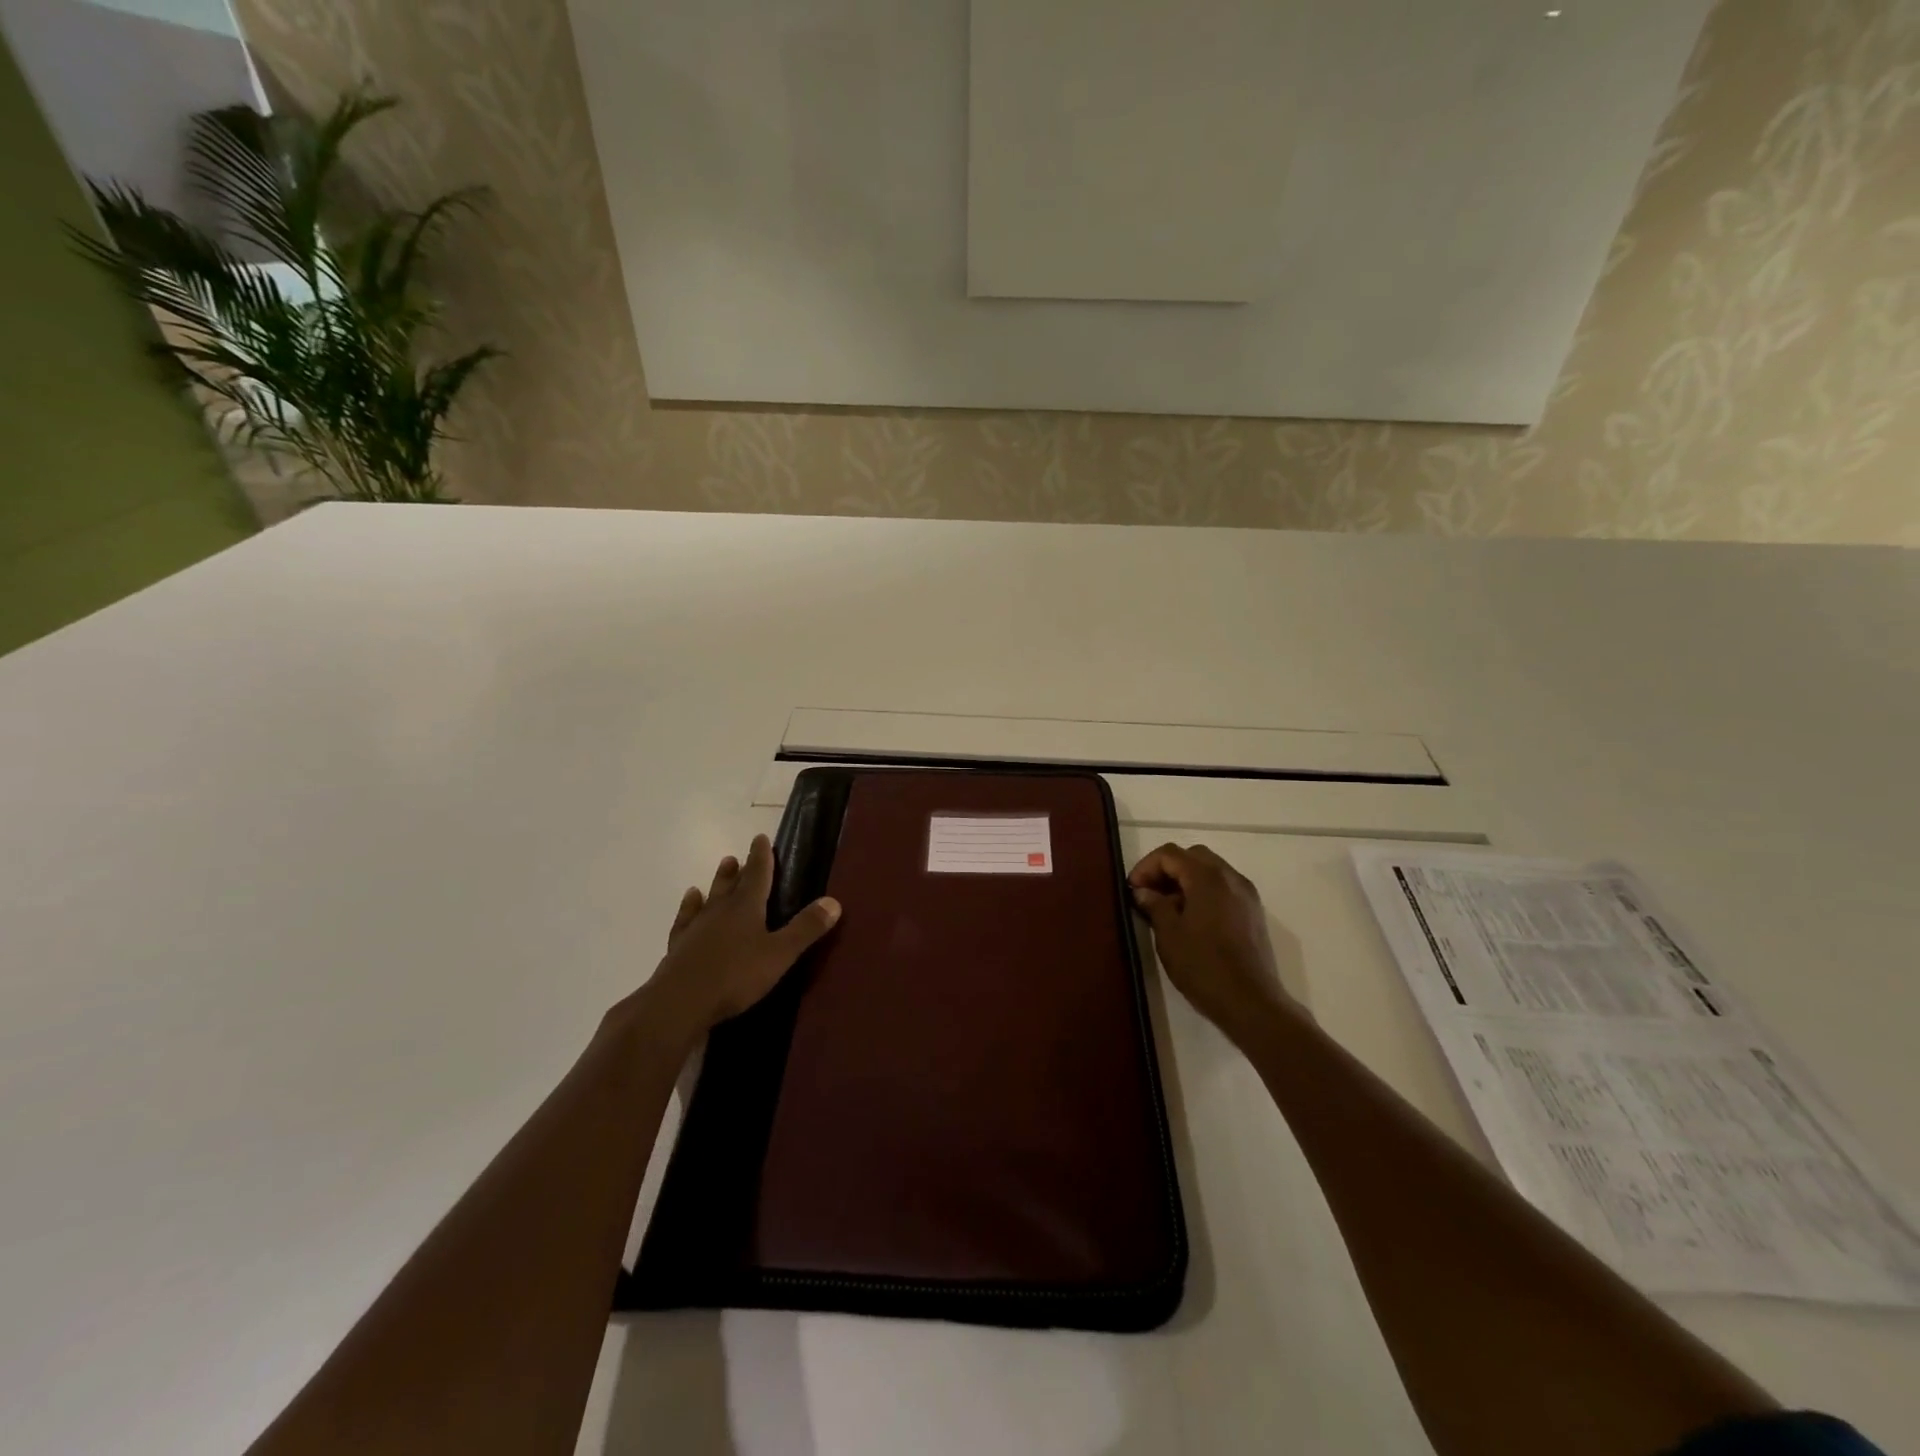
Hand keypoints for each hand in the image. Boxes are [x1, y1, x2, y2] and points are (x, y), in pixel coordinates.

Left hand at [636, 834, 840, 1042]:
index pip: (758, 874)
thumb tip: (834, 901)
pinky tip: (689, 902)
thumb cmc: (735, 976)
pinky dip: (688, 908)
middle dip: (739, 869)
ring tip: (721, 868)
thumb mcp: (780, 954)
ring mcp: (696, 928)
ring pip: (709, 898)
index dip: (762, 856)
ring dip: (717, 883)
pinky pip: (685, 920)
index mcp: (746, 907)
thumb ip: (806, 928)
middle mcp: (720, 910)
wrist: (680, 1002)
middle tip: (739, 856)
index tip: (761, 838)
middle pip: (731, 883)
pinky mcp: (678, 947)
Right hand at [1128, 843, 1293, 1038]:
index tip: (1133, 890)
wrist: (1250, 1002)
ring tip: (1167, 908)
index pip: (1170, 853)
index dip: (1146, 866)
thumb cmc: (1203, 966)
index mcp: (1208, 877)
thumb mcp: (1168, 934)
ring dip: (1185, 880)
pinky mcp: (1253, 913)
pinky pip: (1223, 888)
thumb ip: (1155, 905)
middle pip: (1193, 856)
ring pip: (1210, 871)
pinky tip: (1191, 919)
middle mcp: (1230, 877)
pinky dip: (1203, 892)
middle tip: (1149, 893)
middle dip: (1167, 869)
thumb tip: (1144, 892)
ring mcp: (1246, 894)